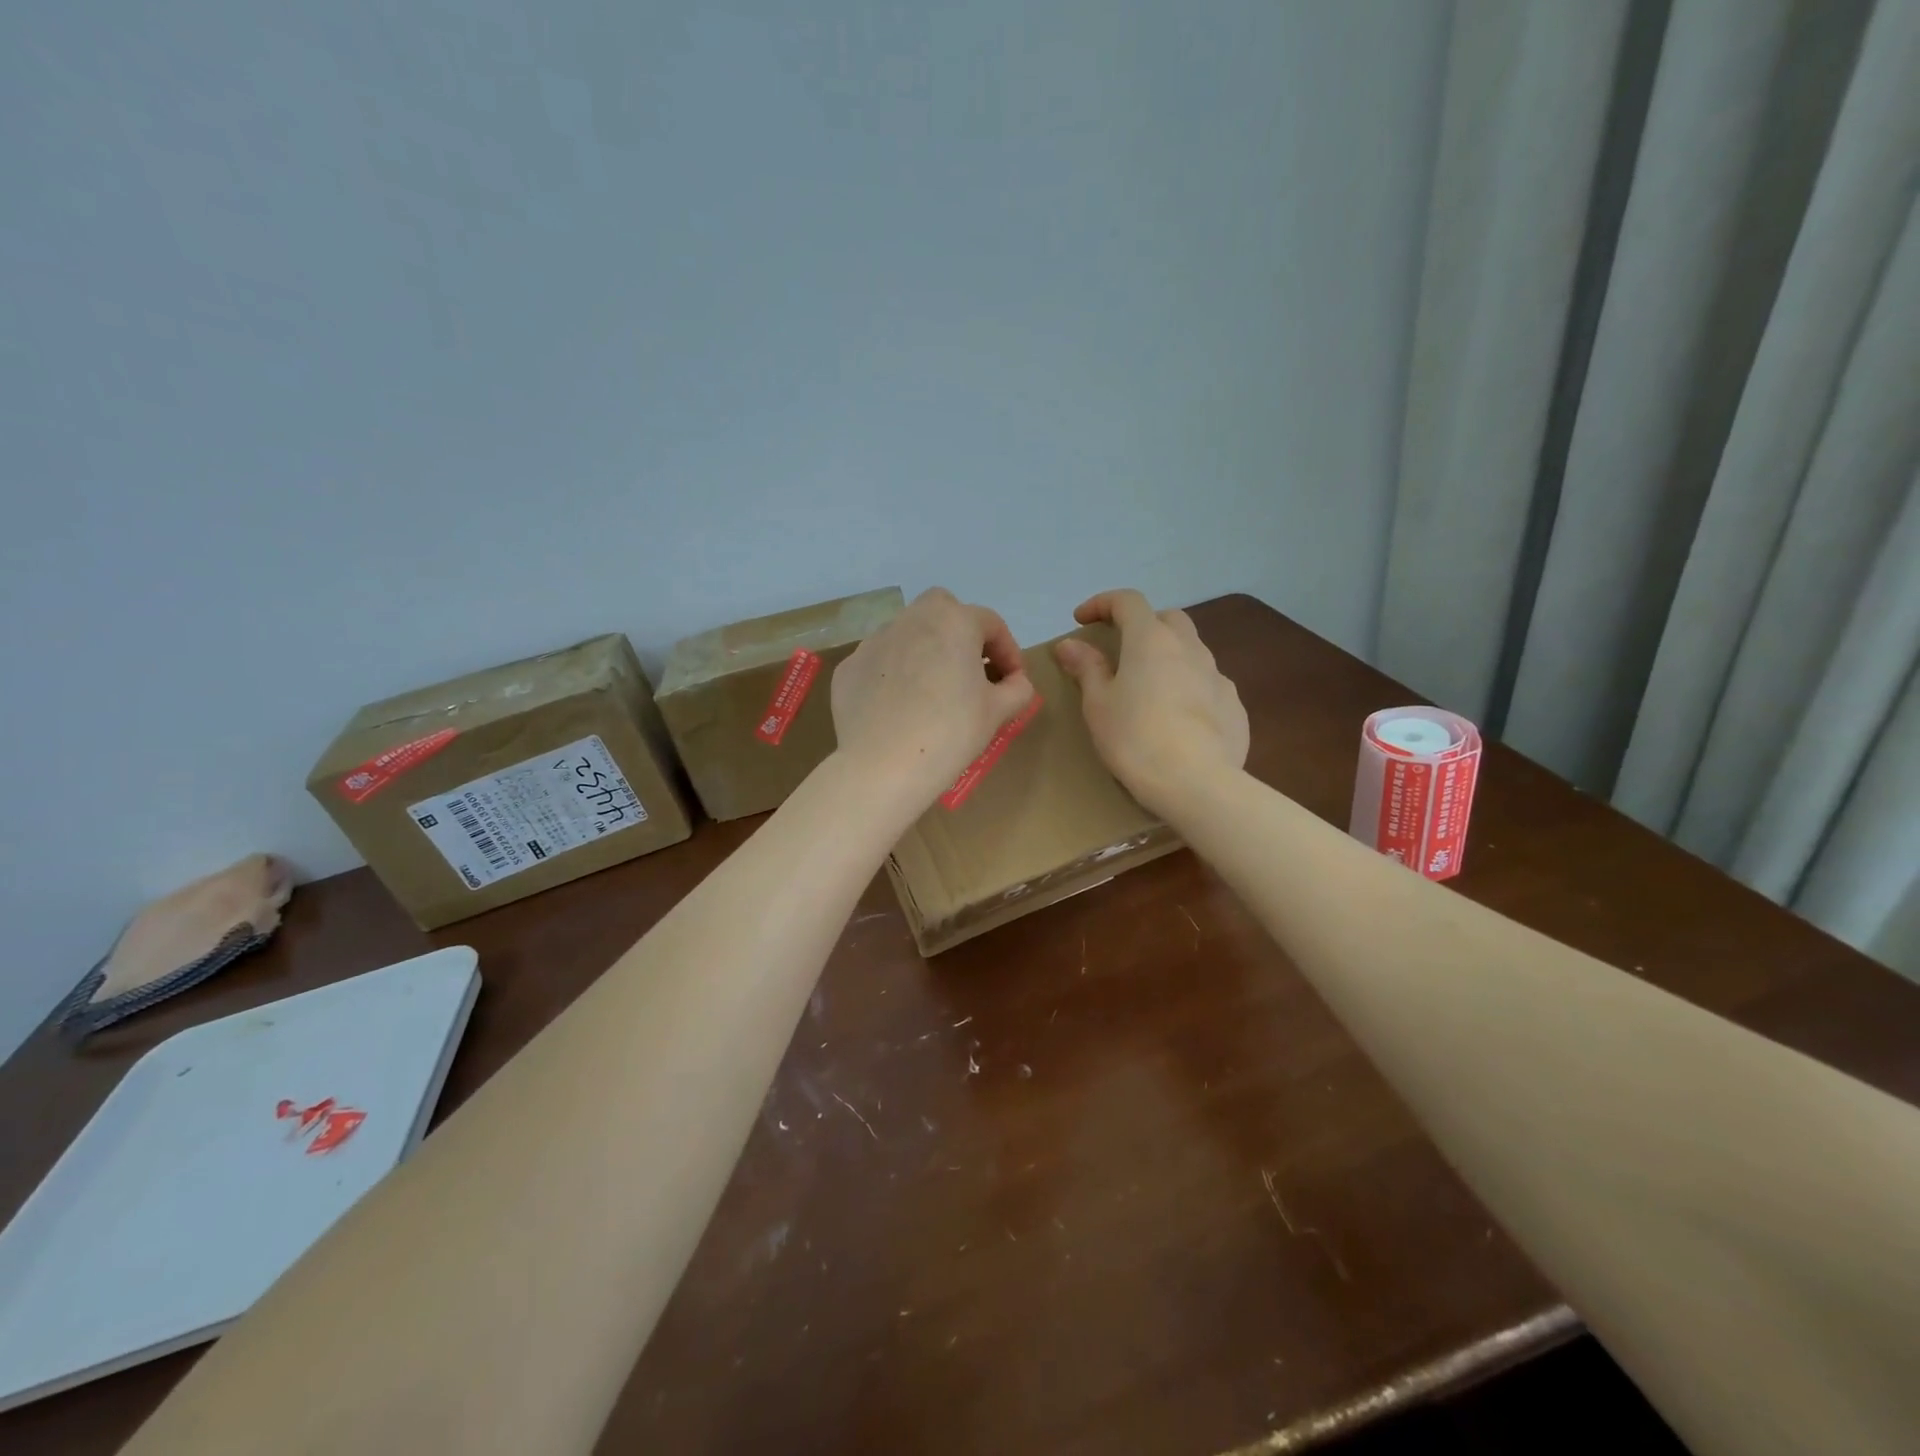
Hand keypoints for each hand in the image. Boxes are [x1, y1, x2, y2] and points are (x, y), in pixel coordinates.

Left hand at [831, 587, 1035, 809]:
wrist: (881, 766)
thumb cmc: (949, 733)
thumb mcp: (997, 713)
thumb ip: (1017, 689)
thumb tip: (1015, 682)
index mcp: (953, 622)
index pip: (991, 624)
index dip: (1008, 651)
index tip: (1012, 681)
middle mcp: (911, 620)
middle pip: (943, 610)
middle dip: (961, 632)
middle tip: (970, 670)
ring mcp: (874, 641)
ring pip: (907, 633)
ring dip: (925, 652)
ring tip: (933, 692)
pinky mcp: (849, 667)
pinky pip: (881, 662)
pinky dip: (894, 674)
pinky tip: (899, 708)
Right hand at [1053, 589, 1247, 815]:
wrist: (1197, 783)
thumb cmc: (1135, 738)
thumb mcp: (1099, 705)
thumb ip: (1087, 668)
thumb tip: (1070, 644)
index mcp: (1151, 640)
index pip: (1127, 601)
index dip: (1102, 603)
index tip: (1081, 620)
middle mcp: (1189, 648)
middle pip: (1167, 618)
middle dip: (1141, 625)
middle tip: (1121, 651)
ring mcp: (1218, 676)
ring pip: (1191, 651)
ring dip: (1168, 657)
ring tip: (1149, 688)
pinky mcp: (1234, 705)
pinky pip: (1207, 684)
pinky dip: (1188, 688)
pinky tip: (1178, 719)